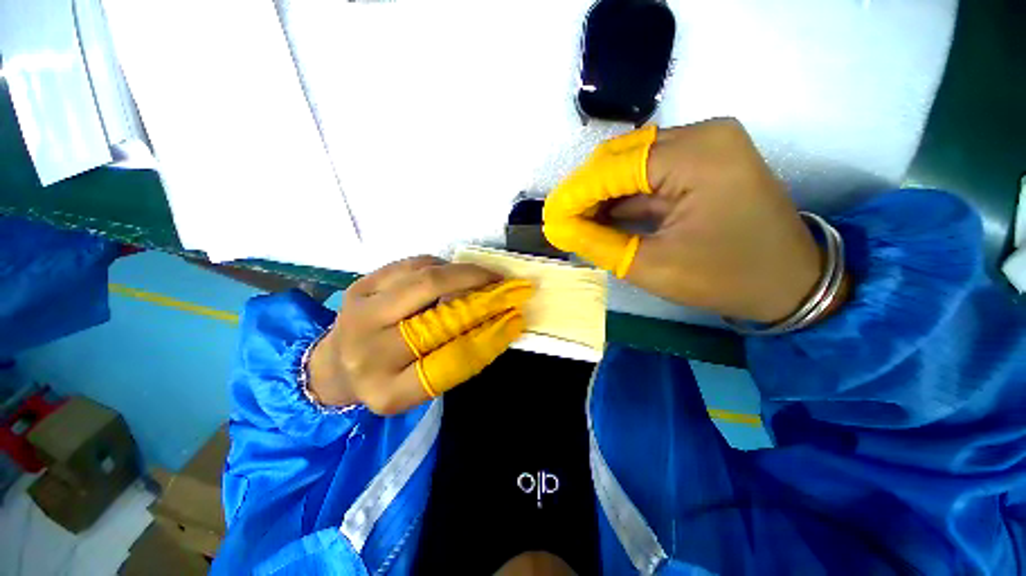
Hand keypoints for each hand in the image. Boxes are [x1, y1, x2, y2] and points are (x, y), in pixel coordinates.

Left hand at [307, 256, 531, 414]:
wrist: (336, 364)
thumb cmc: (390, 377)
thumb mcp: (424, 383)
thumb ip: (458, 355)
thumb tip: (499, 319)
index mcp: (390, 391)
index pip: (451, 362)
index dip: (490, 337)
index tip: (515, 319)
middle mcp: (370, 355)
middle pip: (437, 317)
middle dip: (480, 297)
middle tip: (506, 287)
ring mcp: (359, 315)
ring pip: (424, 281)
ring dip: (463, 274)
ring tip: (486, 276)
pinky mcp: (358, 287)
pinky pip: (411, 266)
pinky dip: (441, 266)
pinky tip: (454, 272)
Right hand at [544, 118, 832, 323]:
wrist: (791, 282)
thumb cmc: (725, 277)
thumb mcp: (652, 266)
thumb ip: (598, 243)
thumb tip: (559, 228)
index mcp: (696, 156)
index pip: (613, 168)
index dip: (575, 194)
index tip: (549, 218)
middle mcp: (702, 135)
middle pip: (621, 156)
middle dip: (586, 191)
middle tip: (563, 221)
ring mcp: (707, 143)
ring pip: (632, 162)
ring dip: (602, 192)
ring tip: (578, 221)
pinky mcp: (706, 159)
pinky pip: (650, 171)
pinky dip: (624, 194)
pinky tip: (604, 215)